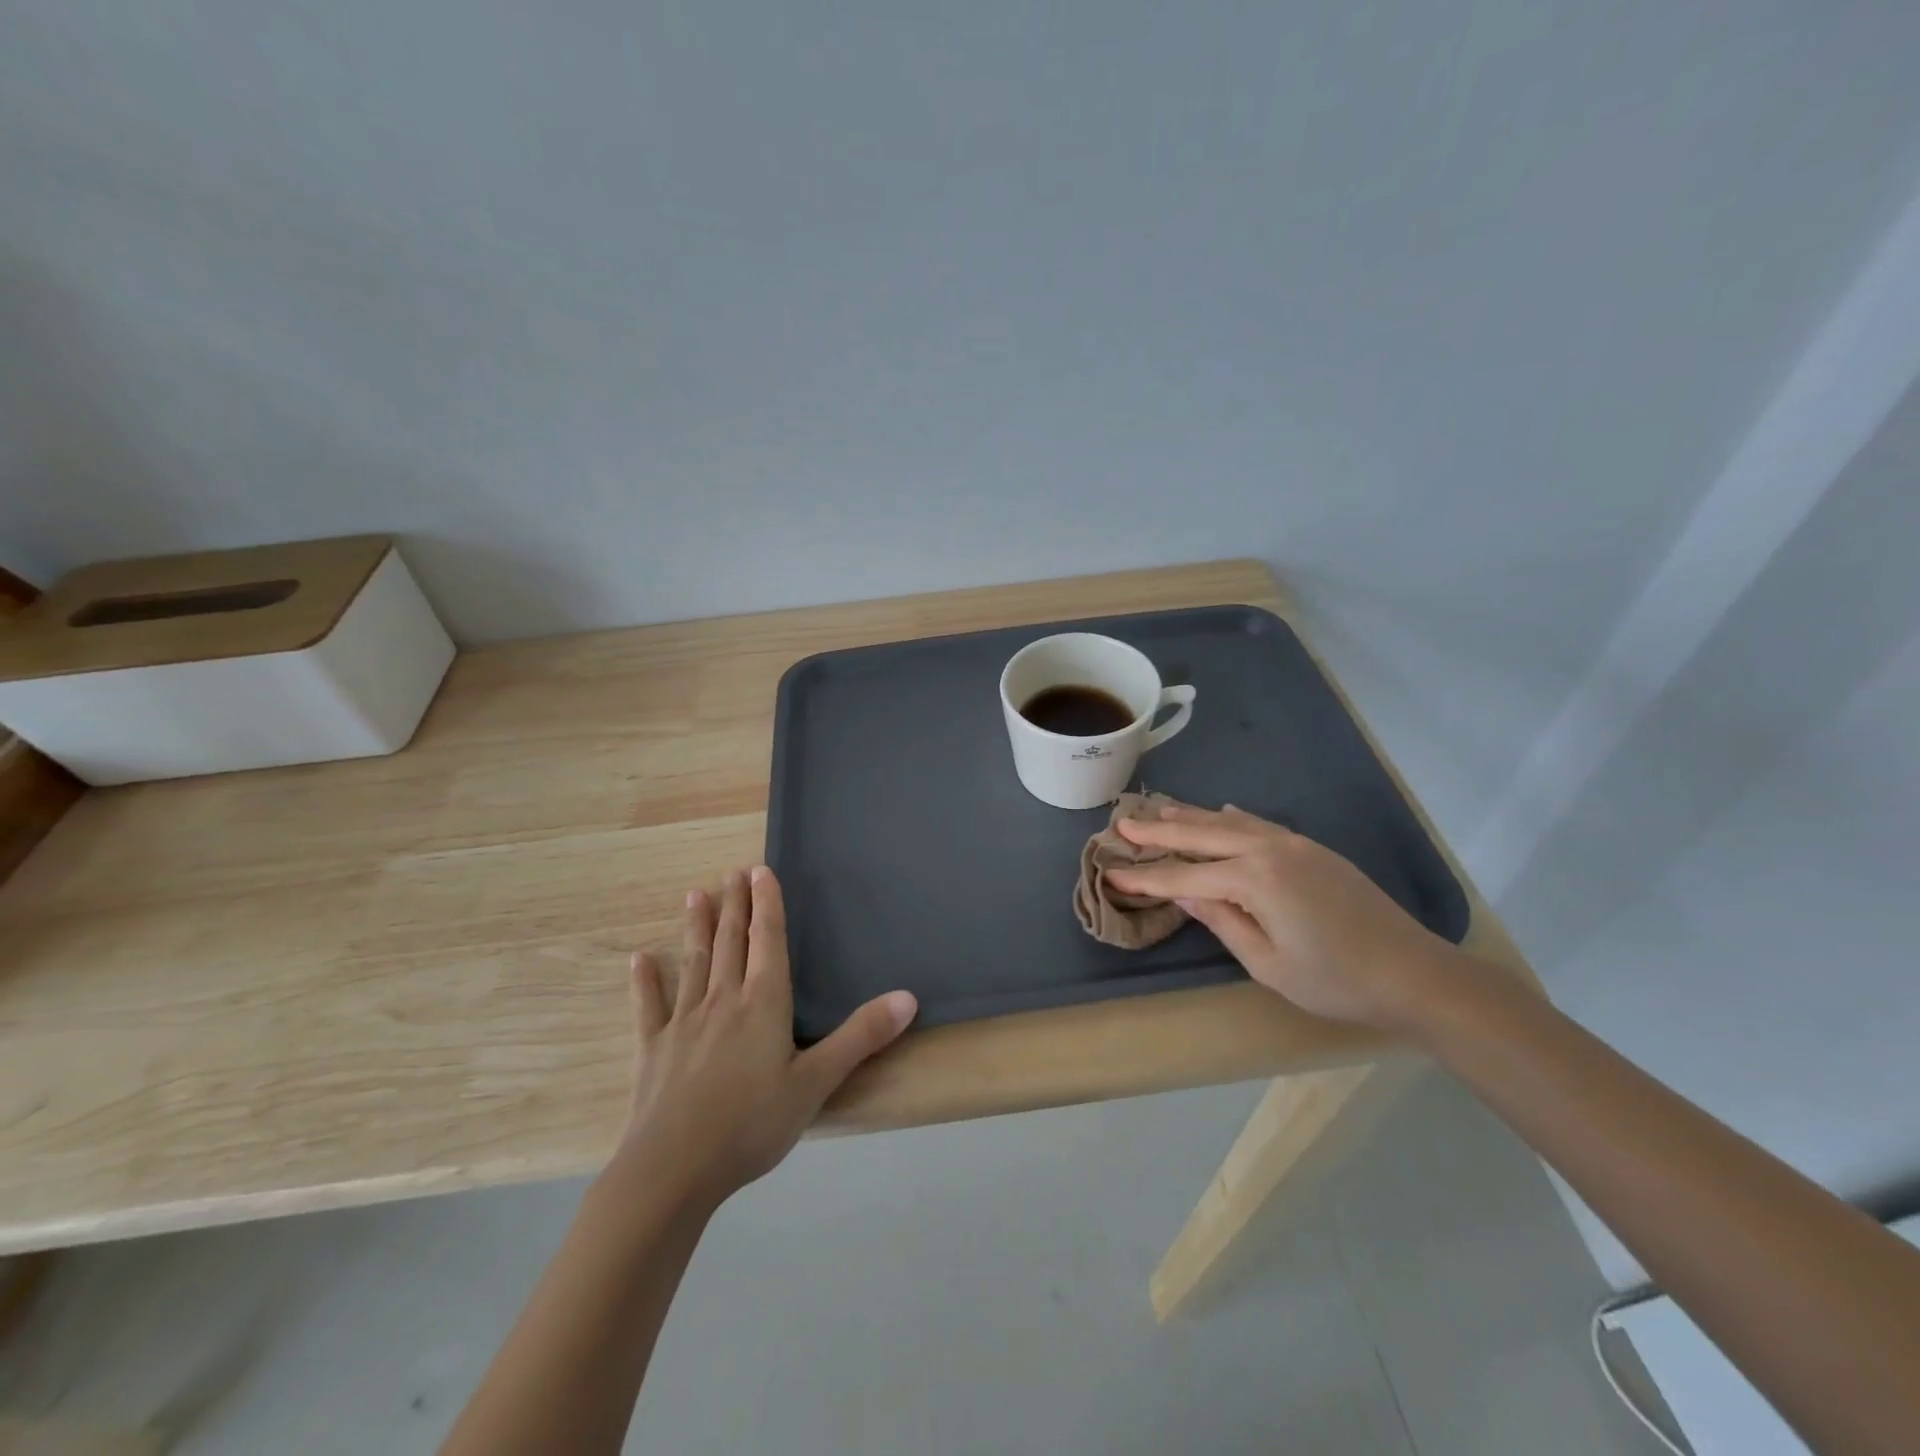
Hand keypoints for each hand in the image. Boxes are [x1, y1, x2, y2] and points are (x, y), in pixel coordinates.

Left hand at [611, 866, 916, 1209]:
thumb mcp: (817, 1083)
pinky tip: (640, 960)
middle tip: (732, 872)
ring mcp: (684, 1022)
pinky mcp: (653, 1049)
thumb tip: (908, 997)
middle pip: (731, 942)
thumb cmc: (752, 1124)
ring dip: (697, 928)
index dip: (767, 904)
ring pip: (694, 963)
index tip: (760, 870)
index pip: (768, 940)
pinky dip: (646, 982)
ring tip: (695, 895)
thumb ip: (861, 1037)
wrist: (673, 1170)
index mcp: (763, 1003)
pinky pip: (649, 1007)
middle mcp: (723, 1000)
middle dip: (734, 905)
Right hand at [1104, 804, 1454, 1029]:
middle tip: (1122, 821)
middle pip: (1202, 835)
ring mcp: (1295, 844)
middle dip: (1159, 831)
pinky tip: (1220, 812)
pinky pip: (1260, 823)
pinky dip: (1232, 817)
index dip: (1146, 877)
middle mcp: (1270, 849)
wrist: (1415, 973)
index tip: (1110, 871)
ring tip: (1158, 809)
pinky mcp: (1313, 849)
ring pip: (1230, 822)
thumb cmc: (1336, 980)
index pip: (1186, 875)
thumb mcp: (1268, 963)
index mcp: (1255, 879)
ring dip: (1192, 816)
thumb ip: (1222, 920)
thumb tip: (1184, 891)